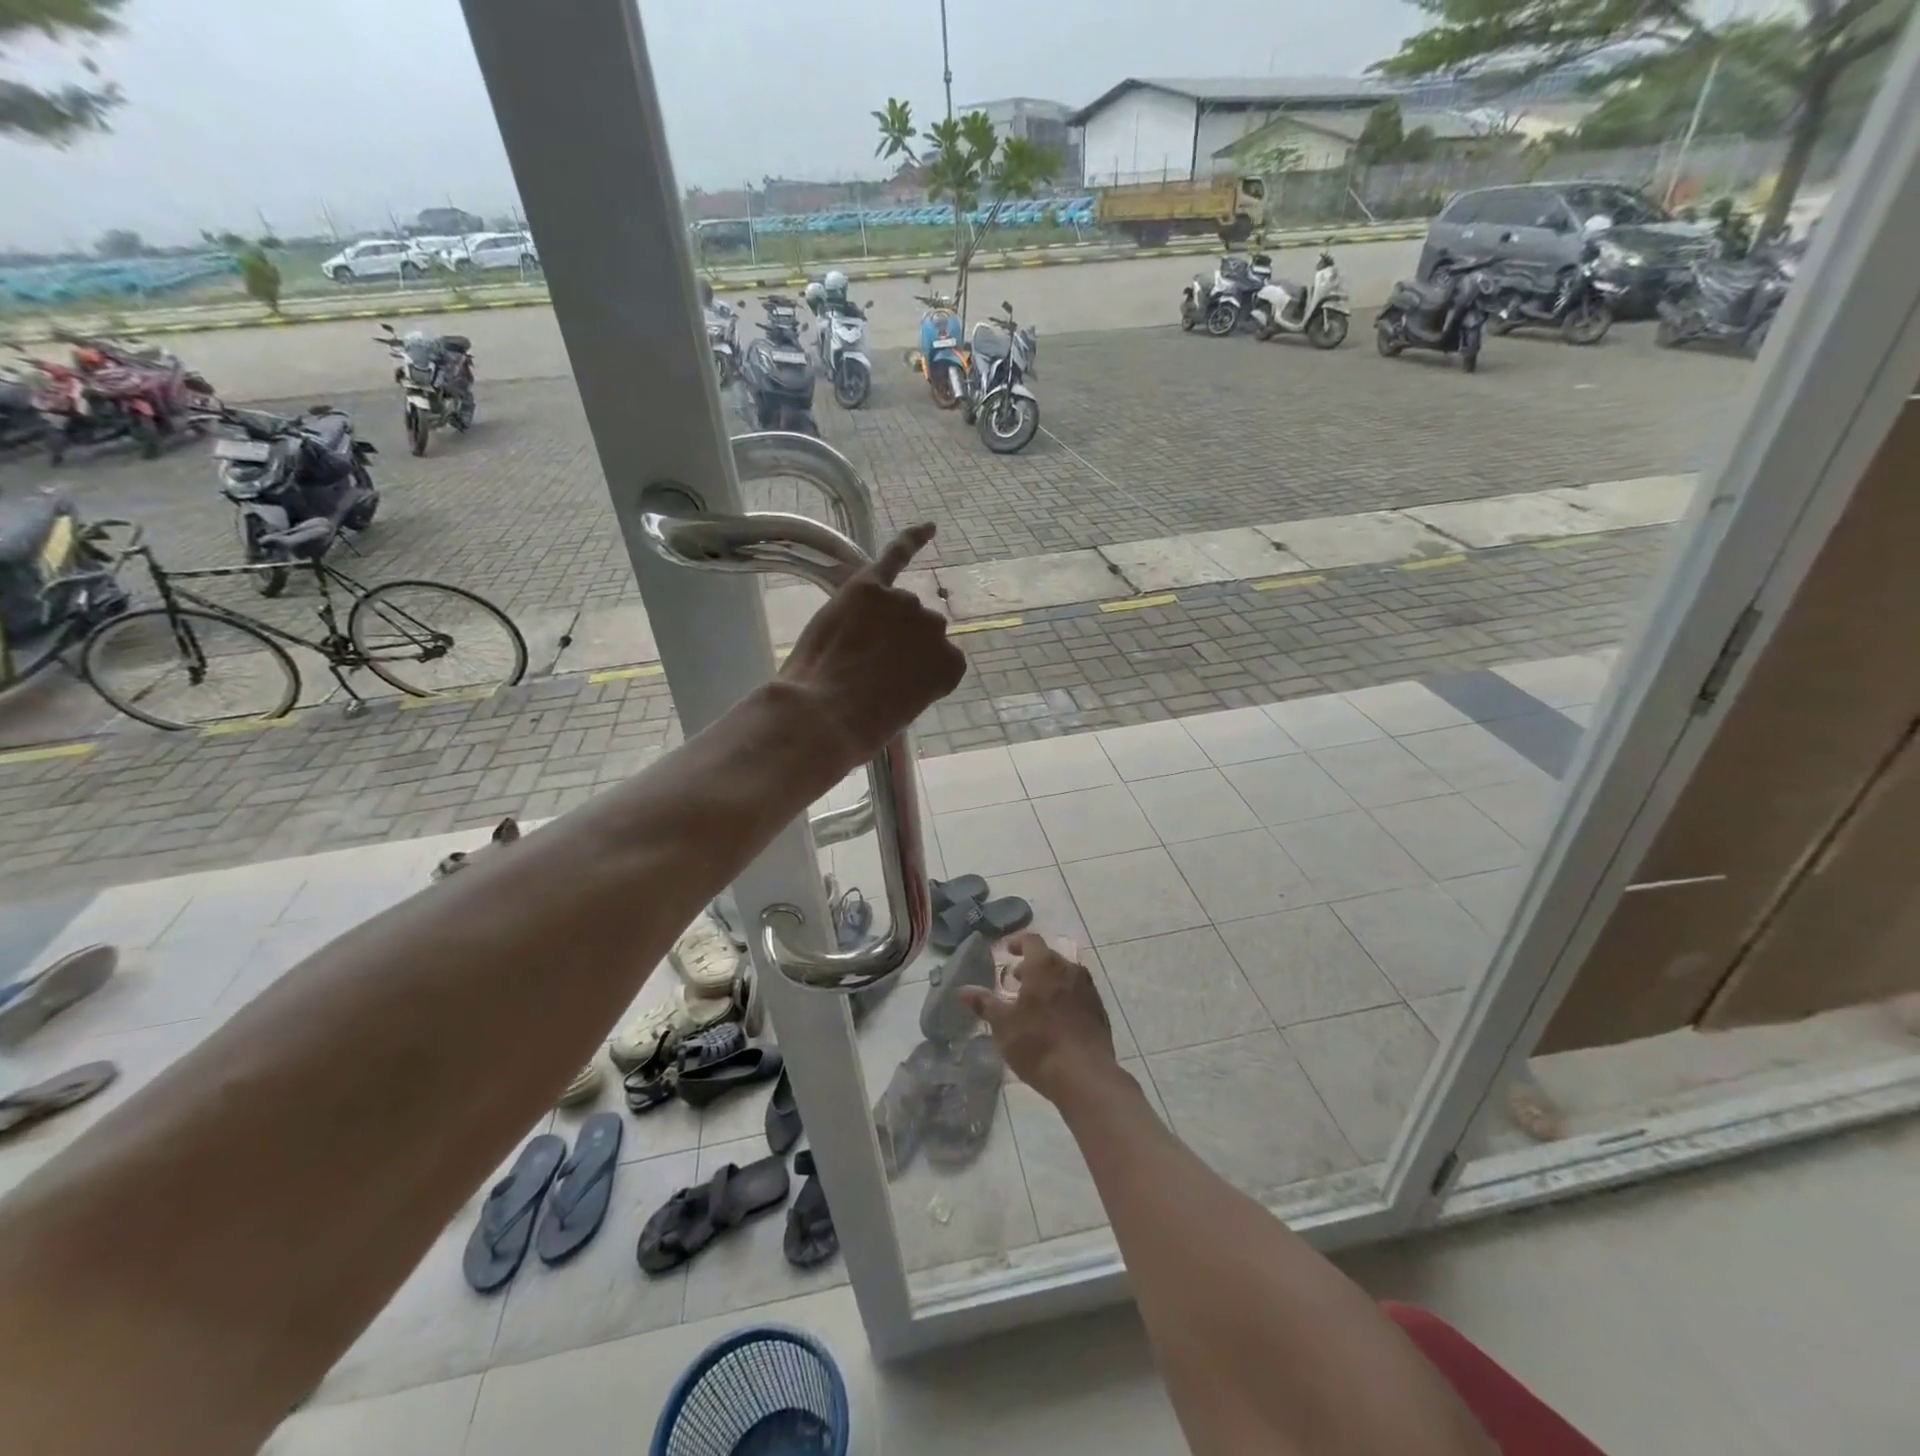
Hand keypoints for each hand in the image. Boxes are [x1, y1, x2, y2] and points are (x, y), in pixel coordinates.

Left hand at [779, 523, 965, 771]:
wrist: (822, 716)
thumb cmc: (860, 728)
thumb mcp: (901, 711)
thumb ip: (912, 679)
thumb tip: (894, 666)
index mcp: (950, 666)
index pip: (939, 658)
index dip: (912, 670)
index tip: (894, 685)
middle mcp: (935, 628)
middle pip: (919, 627)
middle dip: (899, 643)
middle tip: (868, 669)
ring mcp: (903, 604)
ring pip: (897, 604)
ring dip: (879, 619)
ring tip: (850, 648)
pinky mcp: (869, 588)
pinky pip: (895, 555)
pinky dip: (912, 540)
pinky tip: (929, 528)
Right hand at [959, 933, 1117, 1103]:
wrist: (1085, 1076)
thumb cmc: (1038, 1043)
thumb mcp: (1003, 1024)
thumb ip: (984, 1003)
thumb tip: (962, 990)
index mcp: (1045, 965)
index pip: (1031, 940)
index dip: (1018, 943)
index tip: (1008, 952)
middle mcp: (1070, 969)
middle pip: (1049, 957)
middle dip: (1031, 965)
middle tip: (1016, 982)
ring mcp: (1088, 990)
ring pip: (1065, 976)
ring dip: (1048, 982)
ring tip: (1033, 1002)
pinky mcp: (1099, 1011)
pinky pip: (1078, 994)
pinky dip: (1064, 997)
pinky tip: (1054, 1020)